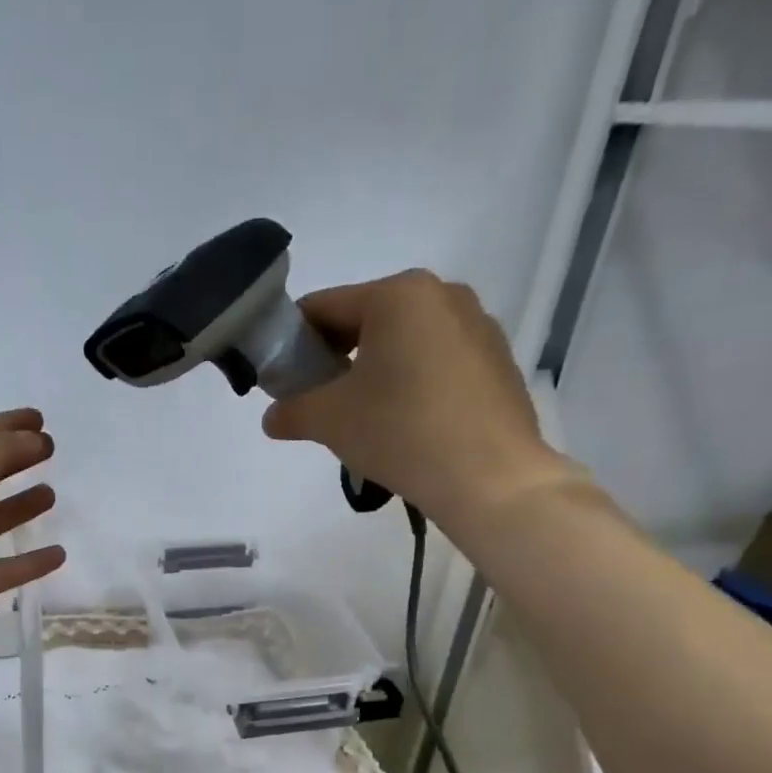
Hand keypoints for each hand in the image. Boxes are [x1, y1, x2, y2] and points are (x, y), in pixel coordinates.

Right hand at [262, 270, 577, 538]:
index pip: (323, 308)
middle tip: (321, 403)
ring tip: (367, 419)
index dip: (292, 343)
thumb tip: (273, 418)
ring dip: (376, 372)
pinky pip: (438, 363)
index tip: (282, 381)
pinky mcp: (498, 362)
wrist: (490, 478)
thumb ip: (291, 411)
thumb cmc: (401, 432)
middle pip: (367, 321)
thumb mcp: (329, 420)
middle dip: (336, 359)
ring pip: (405, 342)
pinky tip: (409, 425)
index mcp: (398, 294)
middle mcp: (442, 295)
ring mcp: (478, 326)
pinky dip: (414, 384)